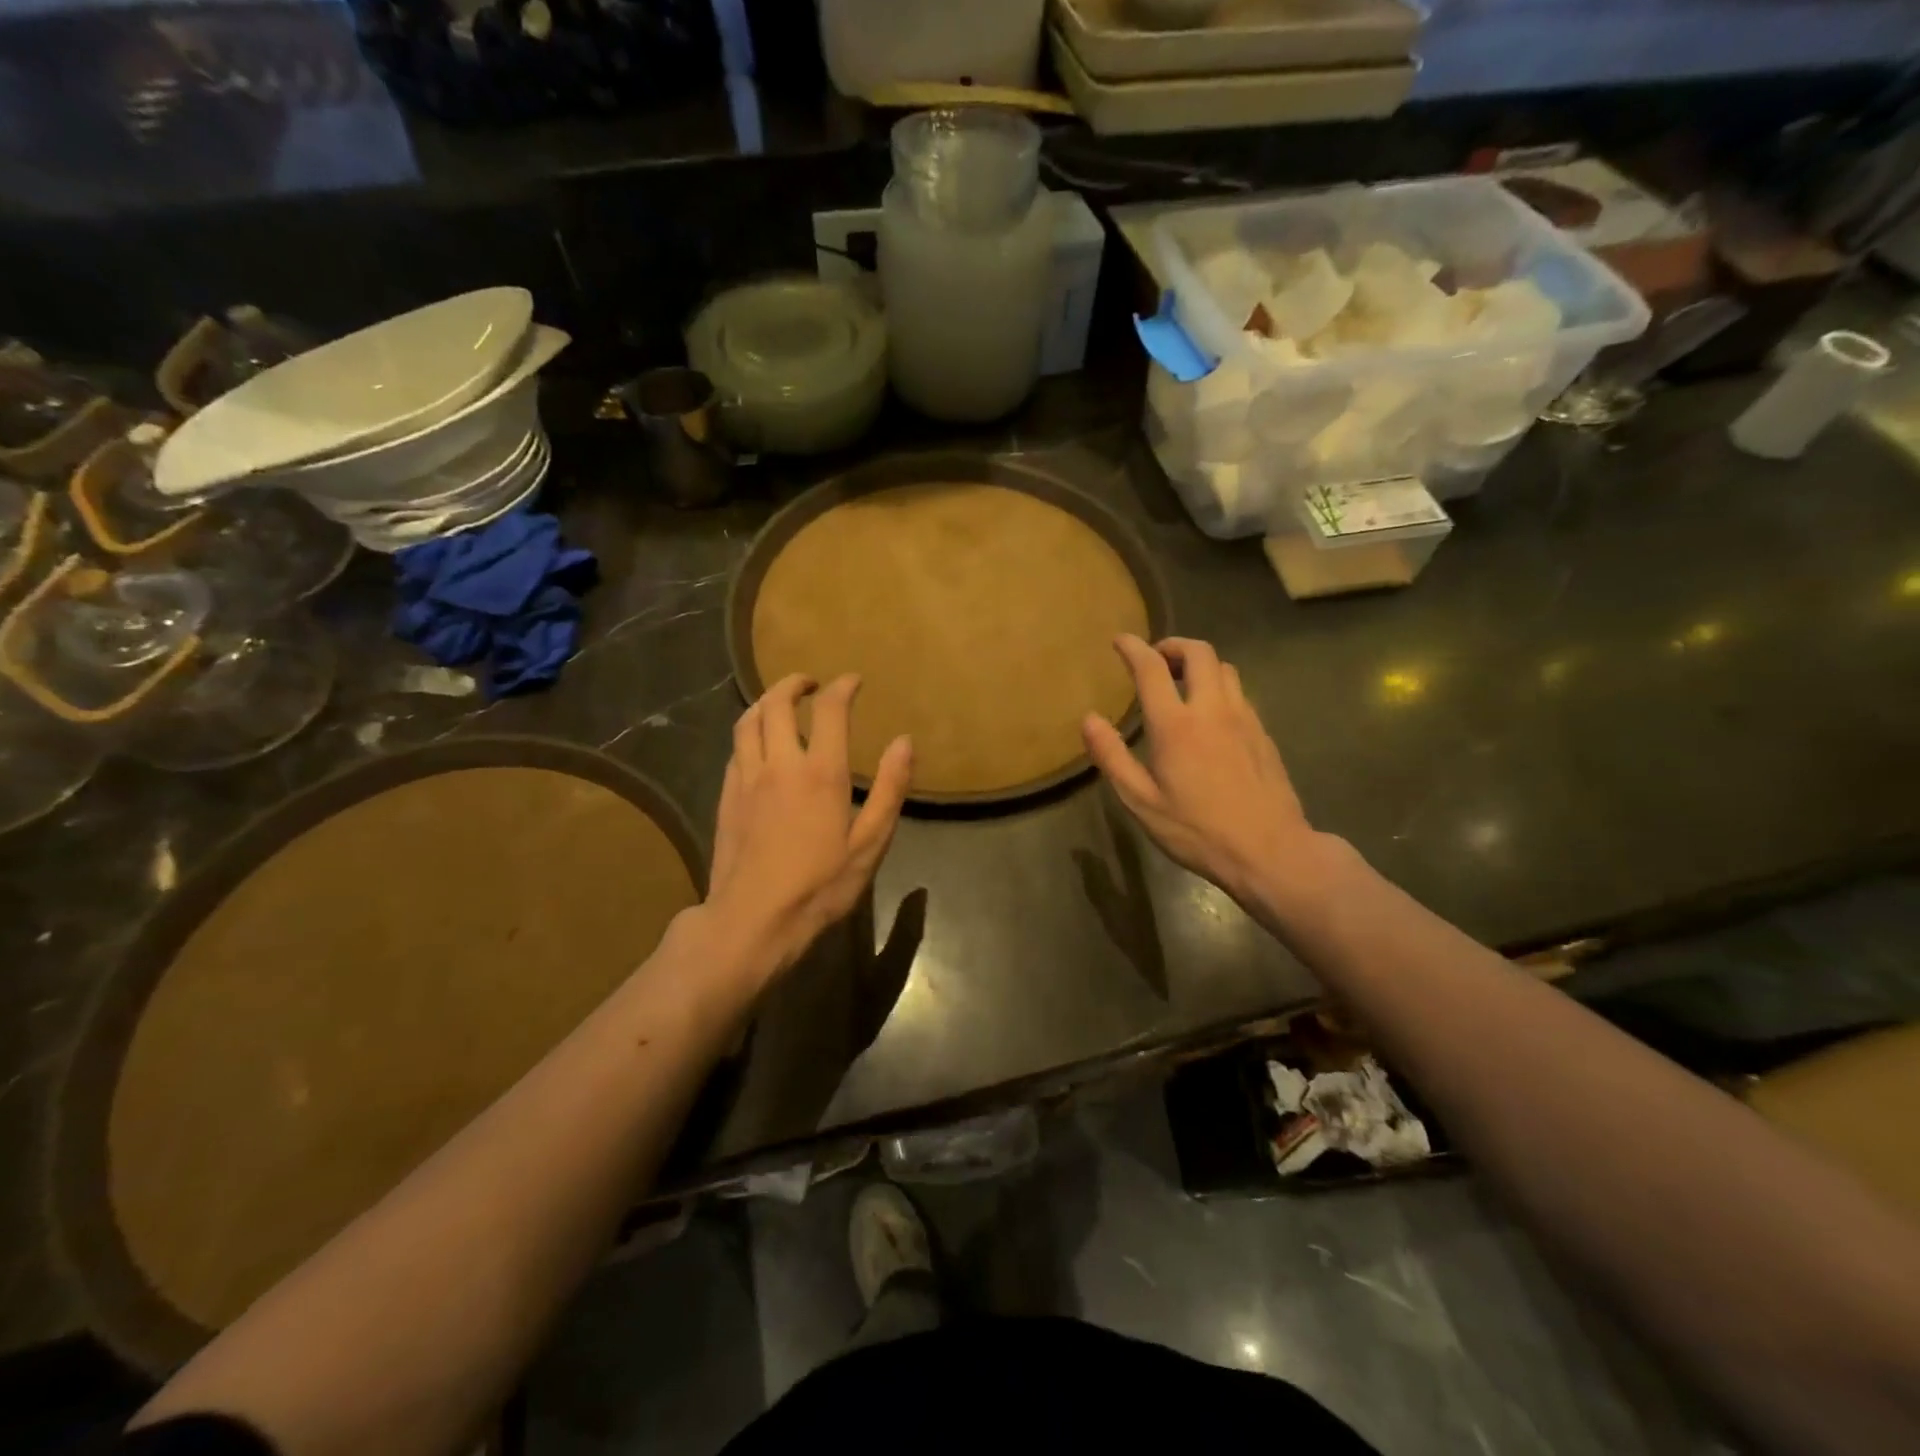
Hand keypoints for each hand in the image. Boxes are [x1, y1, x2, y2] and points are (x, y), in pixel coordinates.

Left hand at [702, 672, 911, 983]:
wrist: (753, 919)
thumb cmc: (819, 886)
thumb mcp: (870, 843)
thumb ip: (889, 789)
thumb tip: (904, 742)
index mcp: (820, 773)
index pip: (830, 710)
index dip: (843, 688)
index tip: (854, 681)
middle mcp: (779, 764)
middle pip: (778, 703)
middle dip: (795, 684)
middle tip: (811, 684)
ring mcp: (746, 778)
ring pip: (748, 721)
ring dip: (766, 701)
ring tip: (781, 702)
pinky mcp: (726, 796)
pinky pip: (736, 749)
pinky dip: (750, 732)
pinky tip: (759, 744)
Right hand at [1082, 635, 1324, 914]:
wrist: (1271, 851)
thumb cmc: (1198, 831)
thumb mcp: (1142, 802)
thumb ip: (1112, 757)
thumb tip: (1088, 720)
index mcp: (1176, 725)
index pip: (1151, 668)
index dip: (1133, 648)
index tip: (1120, 641)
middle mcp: (1212, 710)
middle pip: (1198, 652)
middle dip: (1172, 645)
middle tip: (1155, 658)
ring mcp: (1244, 718)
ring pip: (1224, 668)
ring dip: (1199, 663)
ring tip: (1182, 681)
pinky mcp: (1263, 733)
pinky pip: (1239, 692)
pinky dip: (1218, 686)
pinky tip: (1210, 713)